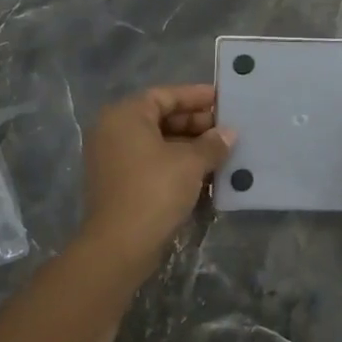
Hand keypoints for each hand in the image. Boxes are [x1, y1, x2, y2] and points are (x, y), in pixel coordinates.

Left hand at [78, 84, 233, 267]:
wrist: (119, 246)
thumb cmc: (155, 190)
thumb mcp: (190, 163)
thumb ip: (212, 143)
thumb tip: (229, 133)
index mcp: (126, 116)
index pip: (165, 95)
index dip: (196, 97)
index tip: (223, 100)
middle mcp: (113, 131)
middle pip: (160, 117)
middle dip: (195, 123)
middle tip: (226, 129)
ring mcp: (112, 159)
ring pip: (157, 142)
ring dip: (188, 145)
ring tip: (221, 150)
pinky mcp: (118, 183)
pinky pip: (150, 162)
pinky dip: (175, 163)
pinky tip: (203, 171)